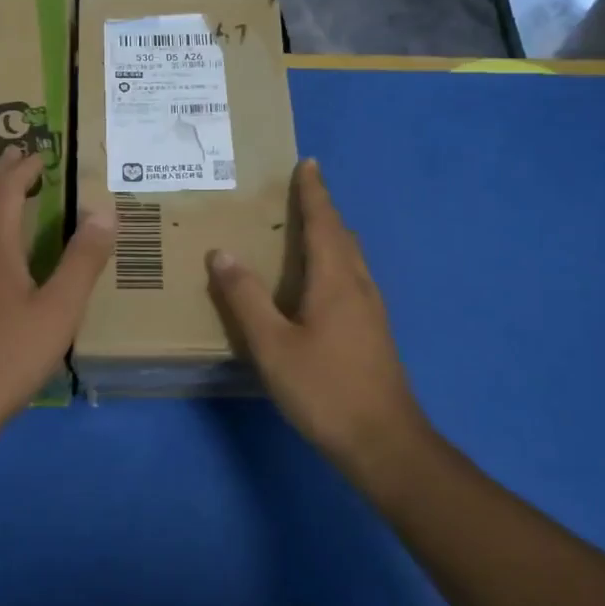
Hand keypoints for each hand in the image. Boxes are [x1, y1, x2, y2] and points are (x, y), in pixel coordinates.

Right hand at [207, 159, 427, 478]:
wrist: (383, 441)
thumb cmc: (324, 389)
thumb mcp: (272, 345)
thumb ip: (245, 299)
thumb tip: (221, 253)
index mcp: (335, 281)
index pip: (323, 223)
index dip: (314, 192)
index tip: (308, 163)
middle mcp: (359, 286)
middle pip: (342, 235)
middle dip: (323, 209)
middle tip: (302, 191)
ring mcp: (372, 310)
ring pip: (352, 257)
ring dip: (332, 234)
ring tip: (308, 229)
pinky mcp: (374, 331)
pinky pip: (353, 278)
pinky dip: (336, 260)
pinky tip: (321, 282)